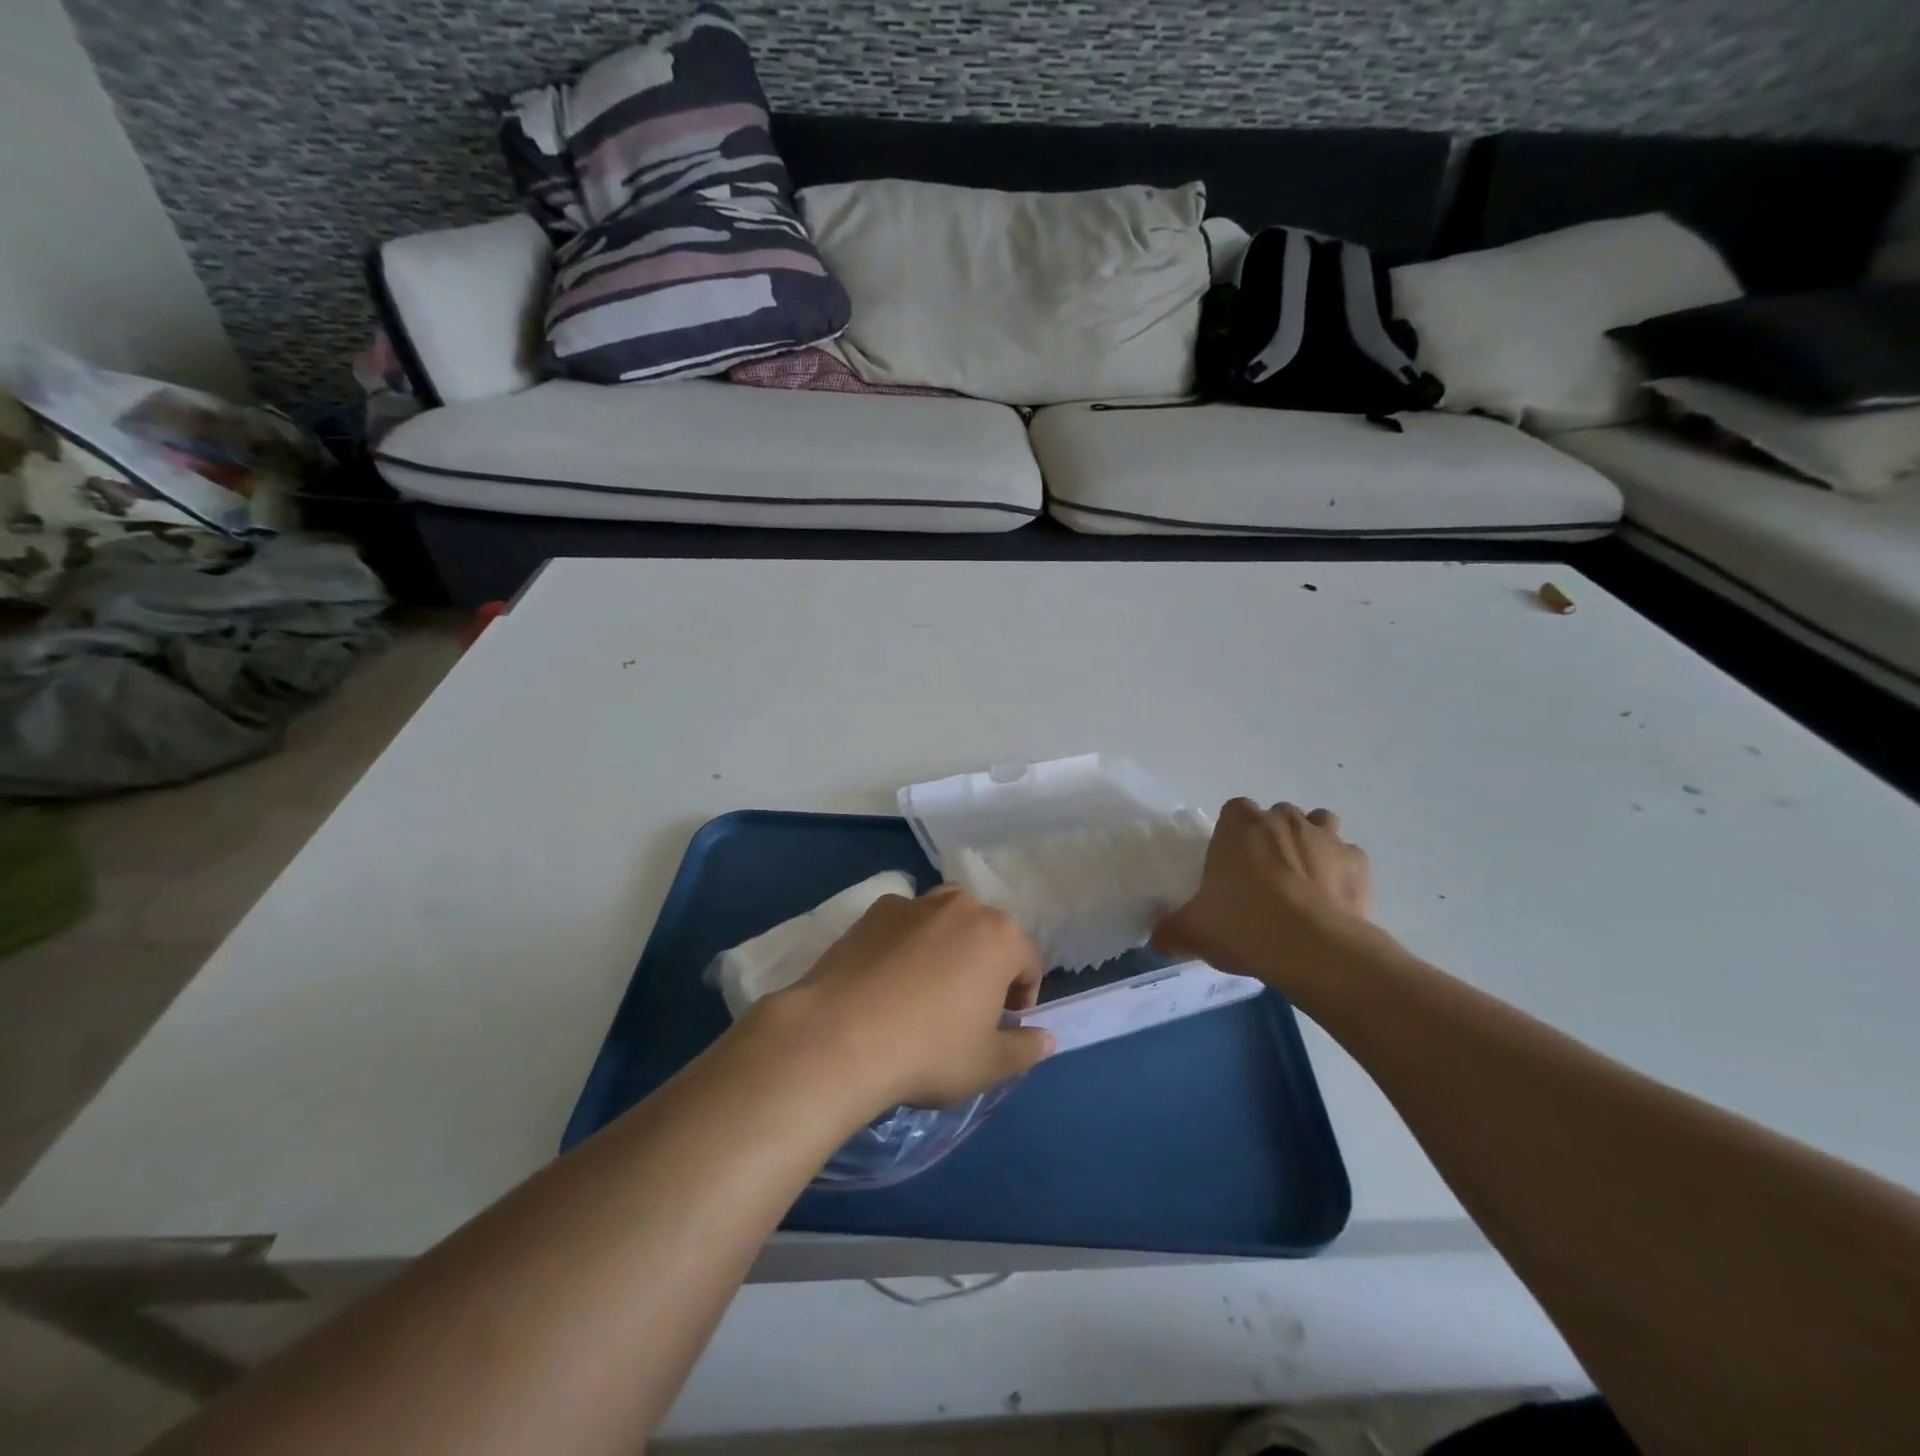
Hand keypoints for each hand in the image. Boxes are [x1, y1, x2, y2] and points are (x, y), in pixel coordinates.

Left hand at [757, 886, 1053, 1112]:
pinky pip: (904, 924)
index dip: (1023, 996)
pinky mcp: (873, 911)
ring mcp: (914, 904)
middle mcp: (961, 907)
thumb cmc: (929, 1051)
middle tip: (967, 1007)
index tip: (1004, 1024)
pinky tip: (887, 980)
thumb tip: (1046, 1038)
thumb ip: (1025, 1048)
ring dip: (947, 946)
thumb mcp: (988, 1065)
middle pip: (987, 934)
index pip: (1029, 961)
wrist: (841, 1037)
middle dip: (985, 965)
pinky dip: (905, 943)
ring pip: (945, 921)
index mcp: (999, 936)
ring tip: (926, 988)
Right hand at [1153, 799, 1373, 989]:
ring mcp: (1326, 838)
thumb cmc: (1244, 925)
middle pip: (1278, 815)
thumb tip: (1158, 939)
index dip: (1232, 835)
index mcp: (1239, 826)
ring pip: (1320, 824)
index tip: (1230, 864)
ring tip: (1302, 880)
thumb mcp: (1192, 931)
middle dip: (1273, 838)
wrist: (1314, 950)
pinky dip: (1342, 873)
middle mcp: (1283, 820)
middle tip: (1264, 878)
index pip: (1234, 811)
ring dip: (1312, 843)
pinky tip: (1332, 901)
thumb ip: (1171, 930)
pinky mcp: (1359, 865)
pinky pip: (1348, 858)